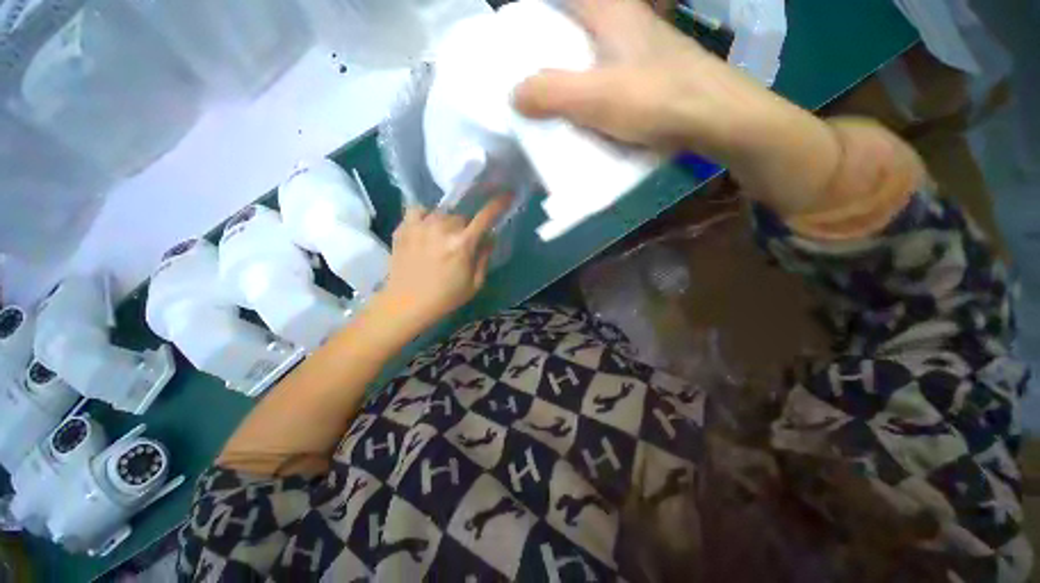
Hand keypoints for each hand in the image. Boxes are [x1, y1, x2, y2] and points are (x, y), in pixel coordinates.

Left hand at [378, 196, 512, 329]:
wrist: (406, 304)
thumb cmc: (445, 297)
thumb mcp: (475, 283)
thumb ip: (484, 257)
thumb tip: (490, 237)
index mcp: (462, 244)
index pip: (485, 217)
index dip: (498, 204)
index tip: (506, 195)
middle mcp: (442, 229)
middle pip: (462, 217)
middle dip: (466, 228)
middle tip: (461, 244)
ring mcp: (420, 225)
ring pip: (442, 214)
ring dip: (447, 224)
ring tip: (441, 239)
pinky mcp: (403, 227)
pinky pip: (419, 210)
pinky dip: (425, 216)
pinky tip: (425, 229)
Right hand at [513, 0, 779, 157]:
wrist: (716, 118)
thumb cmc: (656, 99)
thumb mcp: (596, 97)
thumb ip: (552, 93)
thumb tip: (514, 94)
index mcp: (611, 11)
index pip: (565, 2)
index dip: (538, 17)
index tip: (520, 44)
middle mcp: (626, 21)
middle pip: (577, 25)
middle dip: (551, 49)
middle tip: (531, 79)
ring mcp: (641, 48)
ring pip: (594, 51)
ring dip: (571, 73)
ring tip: (552, 101)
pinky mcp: (650, 74)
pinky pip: (609, 74)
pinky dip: (592, 89)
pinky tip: (586, 112)